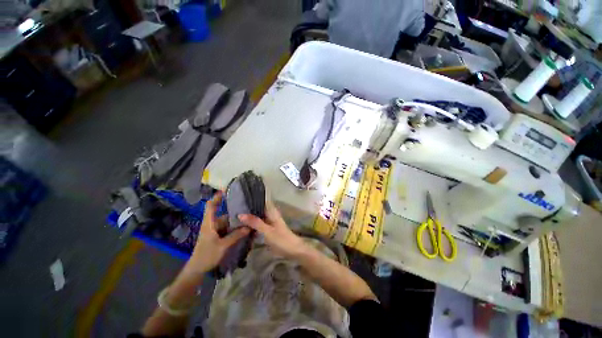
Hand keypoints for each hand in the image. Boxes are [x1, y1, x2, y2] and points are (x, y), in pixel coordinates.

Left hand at [187, 192, 249, 273]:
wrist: (197, 269)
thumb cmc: (207, 255)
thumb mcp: (222, 246)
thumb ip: (236, 235)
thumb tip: (249, 226)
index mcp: (209, 223)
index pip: (211, 206)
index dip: (217, 197)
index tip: (226, 190)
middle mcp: (212, 224)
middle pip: (222, 213)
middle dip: (233, 208)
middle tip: (245, 205)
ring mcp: (214, 230)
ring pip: (226, 221)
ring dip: (235, 219)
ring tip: (247, 216)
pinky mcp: (217, 236)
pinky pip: (227, 228)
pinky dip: (234, 227)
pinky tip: (243, 227)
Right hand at [238, 199, 306, 258]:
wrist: (293, 251)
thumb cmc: (282, 239)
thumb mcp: (267, 231)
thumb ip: (255, 222)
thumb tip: (240, 214)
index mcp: (272, 211)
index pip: (261, 201)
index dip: (252, 198)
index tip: (240, 197)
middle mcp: (270, 214)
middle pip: (258, 208)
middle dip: (248, 208)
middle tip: (232, 208)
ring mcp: (270, 222)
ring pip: (258, 216)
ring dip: (249, 216)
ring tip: (234, 216)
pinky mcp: (269, 230)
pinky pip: (258, 224)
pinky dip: (252, 224)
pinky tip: (242, 226)